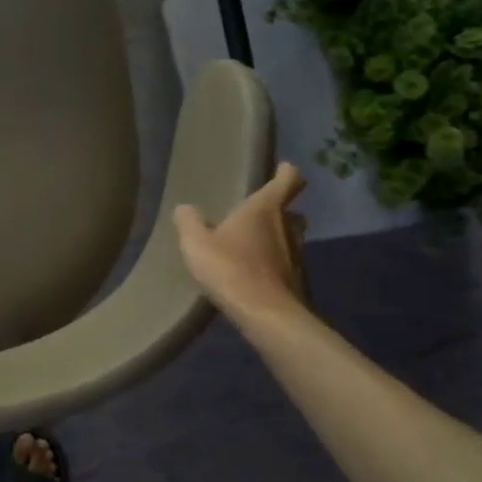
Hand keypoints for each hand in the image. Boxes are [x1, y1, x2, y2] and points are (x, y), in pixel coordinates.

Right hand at [174, 163, 308, 315]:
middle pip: (292, 212)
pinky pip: (285, 265)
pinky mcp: (296, 282)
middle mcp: (286, 228)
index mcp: (264, 209)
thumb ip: (189, 222)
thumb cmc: (230, 267)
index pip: (287, 181)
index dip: (286, 172)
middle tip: (259, 213)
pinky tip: (252, 274)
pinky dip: (272, 264)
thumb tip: (185, 208)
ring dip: (275, 239)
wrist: (265, 314)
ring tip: (250, 245)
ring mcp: (296, 256)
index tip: (283, 168)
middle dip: (280, 210)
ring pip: (290, 239)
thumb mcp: (196, 242)